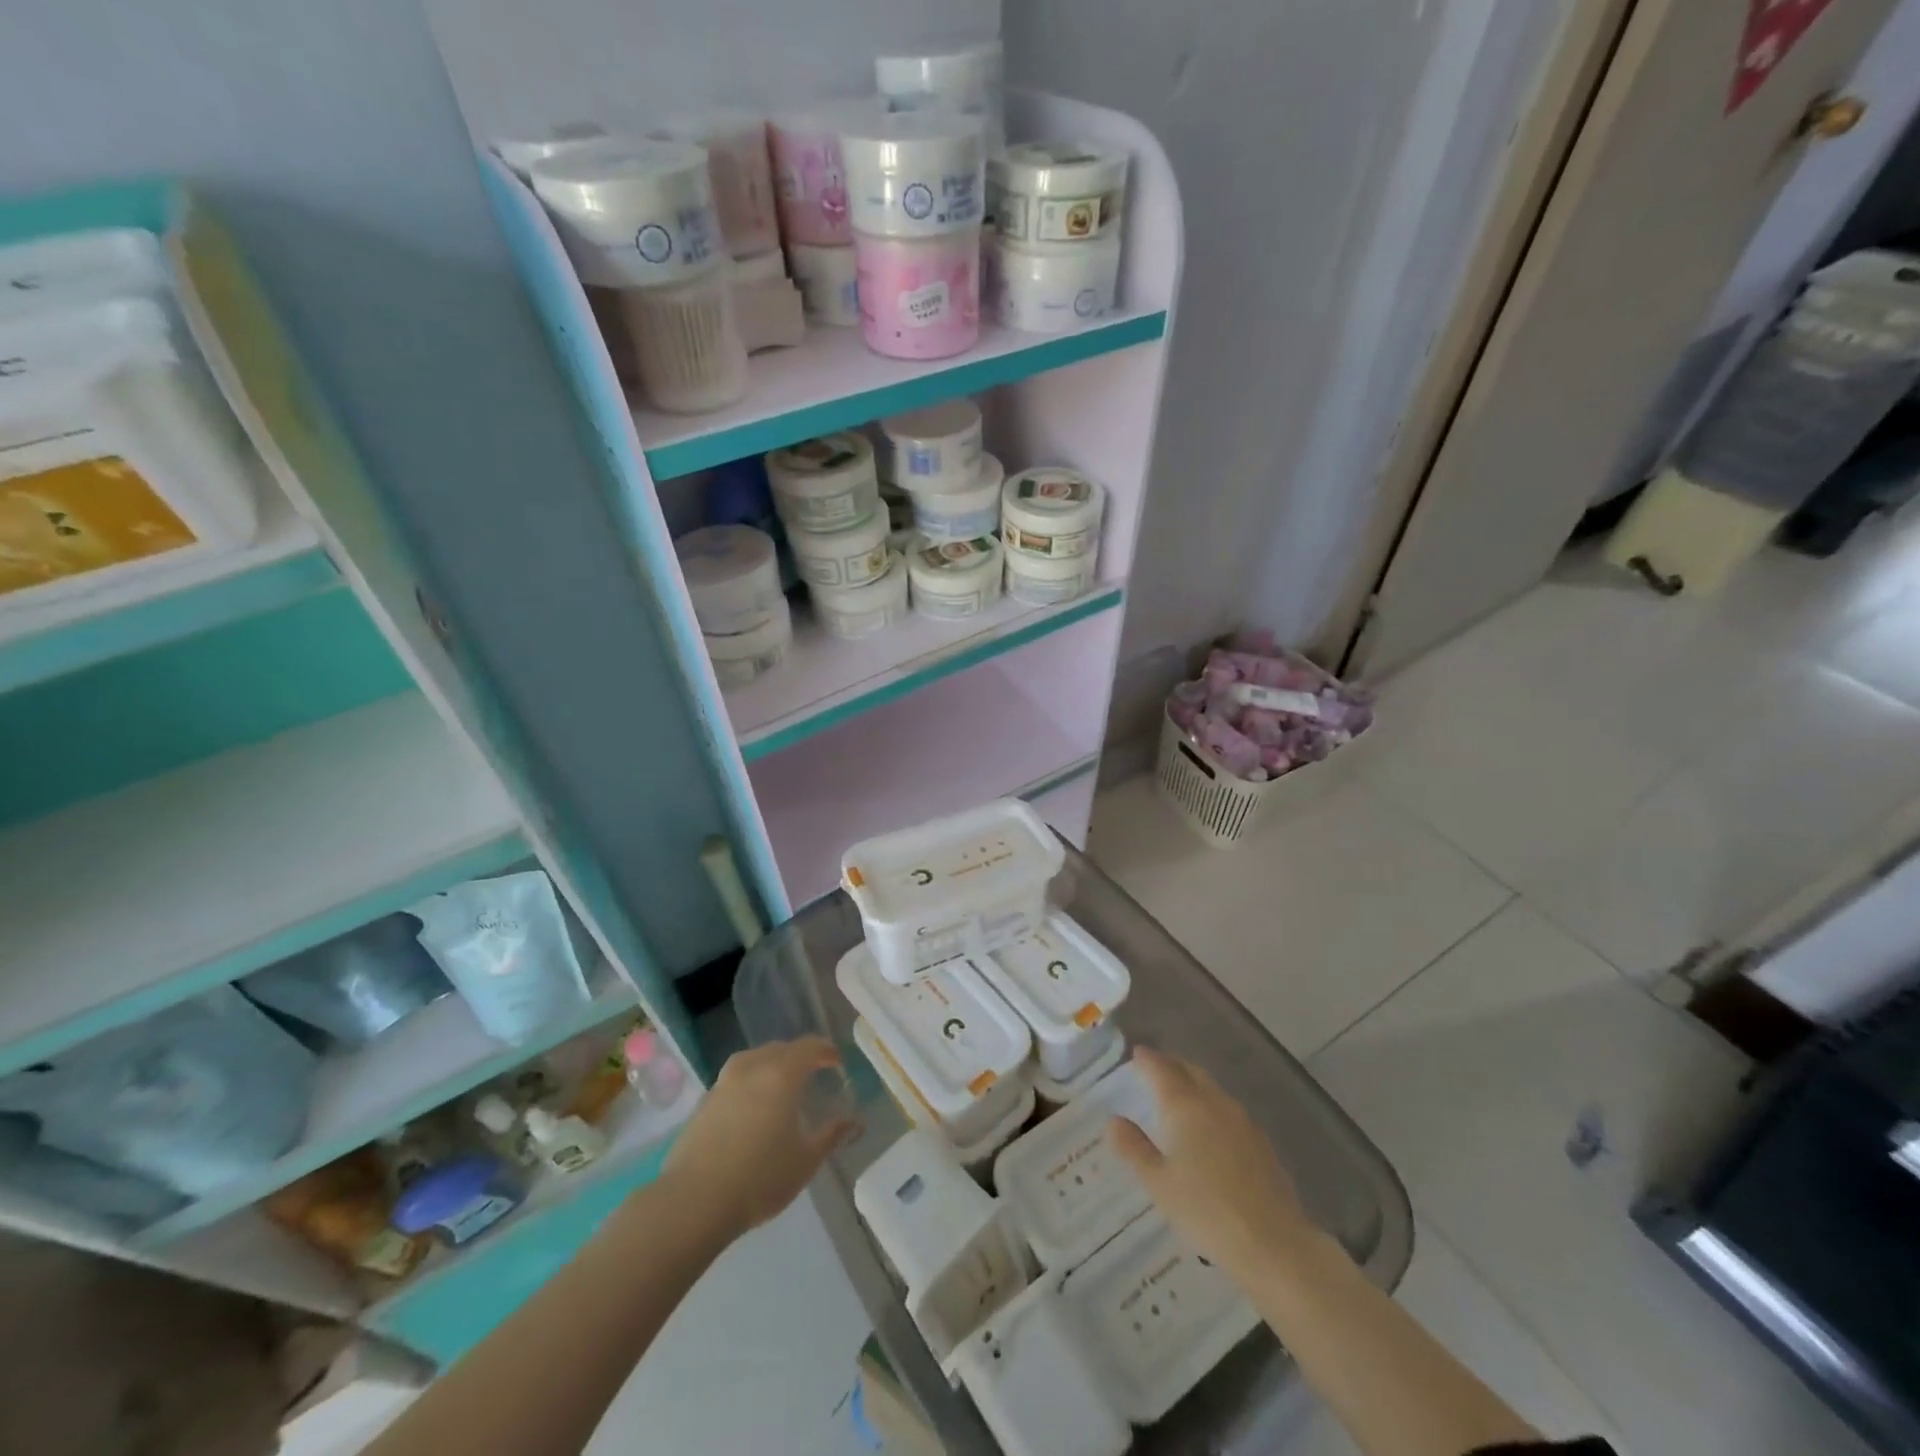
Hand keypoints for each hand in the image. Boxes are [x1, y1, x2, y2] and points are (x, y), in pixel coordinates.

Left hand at [664, 1037, 855, 1239]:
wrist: (693, 1202)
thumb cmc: (759, 1178)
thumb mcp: (806, 1160)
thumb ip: (832, 1135)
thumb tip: (854, 1122)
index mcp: (781, 1073)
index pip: (809, 1047)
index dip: (826, 1051)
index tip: (837, 1062)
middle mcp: (751, 1068)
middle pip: (780, 1049)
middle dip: (800, 1056)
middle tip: (813, 1073)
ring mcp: (723, 1083)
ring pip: (754, 1060)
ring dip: (772, 1066)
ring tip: (781, 1087)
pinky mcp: (703, 1102)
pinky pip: (735, 1080)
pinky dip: (750, 1083)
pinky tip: (753, 1109)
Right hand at [1108, 1046, 1314, 1279]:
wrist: (1273, 1243)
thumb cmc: (1206, 1211)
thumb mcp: (1158, 1183)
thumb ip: (1134, 1148)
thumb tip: (1113, 1121)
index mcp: (1185, 1105)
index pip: (1161, 1068)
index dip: (1146, 1059)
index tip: (1135, 1054)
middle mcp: (1214, 1102)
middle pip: (1190, 1070)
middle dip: (1171, 1065)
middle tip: (1154, 1068)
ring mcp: (1242, 1120)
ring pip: (1212, 1088)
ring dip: (1193, 1083)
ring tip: (1178, 1095)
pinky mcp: (1261, 1141)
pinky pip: (1228, 1109)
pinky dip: (1211, 1104)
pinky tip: (1209, 1127)